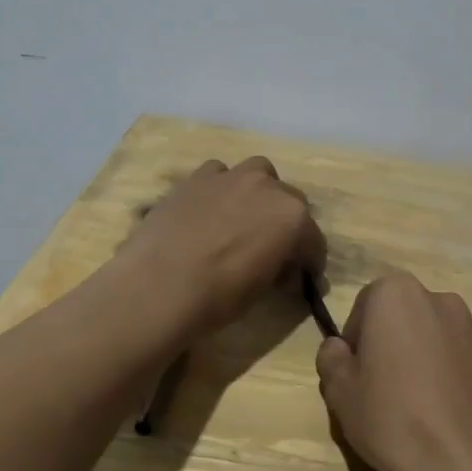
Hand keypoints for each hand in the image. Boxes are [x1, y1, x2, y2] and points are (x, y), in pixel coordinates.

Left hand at [121, 157, 325, 336]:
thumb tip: (282, 269)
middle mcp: (268, 187)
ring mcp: (231, 176)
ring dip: (258, 193)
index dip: (309, 261)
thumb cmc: (218, 297)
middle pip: (290, 201)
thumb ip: (278, 269)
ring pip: (257, 174)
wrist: (158, 285)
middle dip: (286, 223)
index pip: (313, 240)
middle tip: (272, 249)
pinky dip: (221, 188)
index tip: (302, 277)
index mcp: (293, 218)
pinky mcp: (197, 176)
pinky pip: (219, 174)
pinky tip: (210, 209)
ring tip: (243, 218)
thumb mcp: (261, 289)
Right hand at [316, 272, 471, 470]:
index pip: (365, 306)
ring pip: (438, 337)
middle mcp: (441, 300)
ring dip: (426, 358)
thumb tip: (339, 348)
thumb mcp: (340, 392)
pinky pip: (467, 361)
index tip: (357, 375)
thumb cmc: (392, 418)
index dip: (357, 340)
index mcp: (397, 295)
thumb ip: (331, 358)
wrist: (465, 465)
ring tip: (421, 406)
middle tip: (385, 389)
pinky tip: (449, 415)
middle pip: (405, 317)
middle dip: (394, 344)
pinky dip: (456, 377)